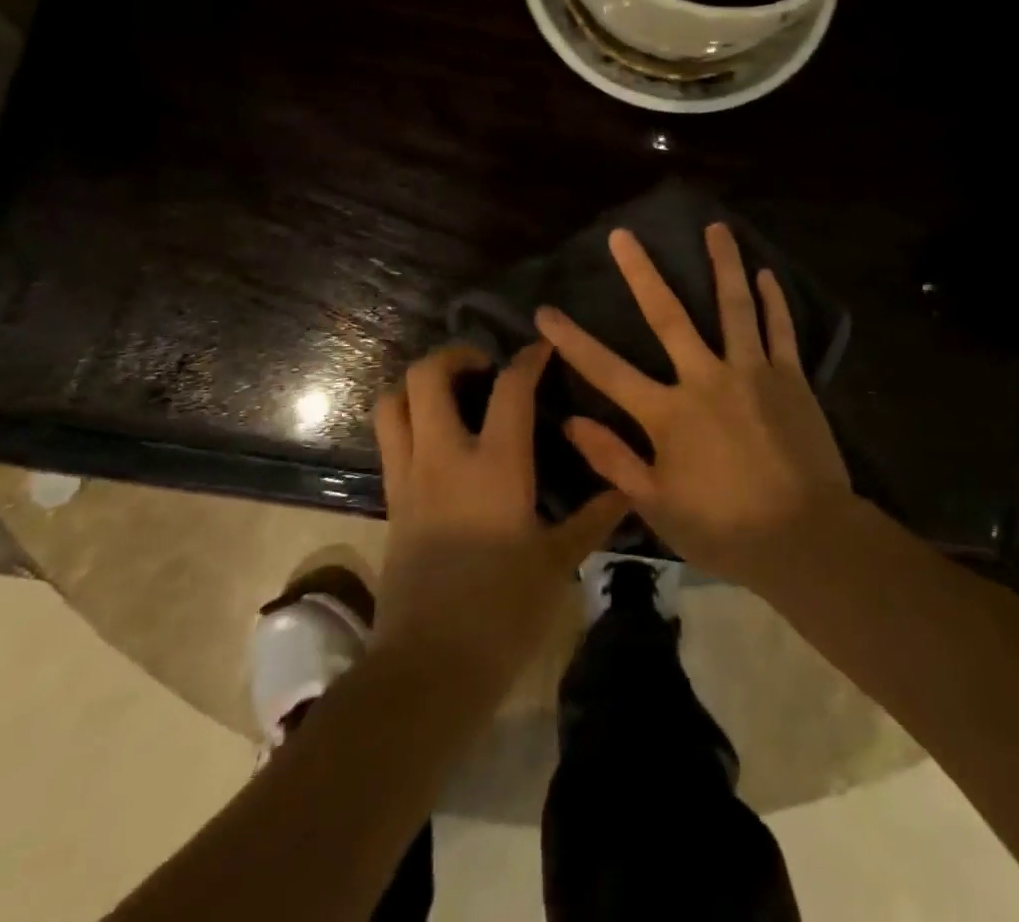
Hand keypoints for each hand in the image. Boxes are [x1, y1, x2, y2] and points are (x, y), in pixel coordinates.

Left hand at [372, 343, 628, 690]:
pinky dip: (408, 423)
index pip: (510, 388)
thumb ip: (593, 518)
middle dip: (453, 355)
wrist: (428, 669)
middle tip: (483, 366)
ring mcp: (409, 479)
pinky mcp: (391, 504)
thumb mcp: (558, 562)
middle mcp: (444, 458)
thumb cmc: (503, 611)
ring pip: (392, 404)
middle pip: (426, 377)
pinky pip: (390, 443)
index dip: (528, 358)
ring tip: (451, 394)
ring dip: (418, 385)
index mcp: (495, 465)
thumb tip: (628, 490)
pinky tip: (439, 442)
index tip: (541, 349)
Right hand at [535, 223, 853, 588]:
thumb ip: (614, 460)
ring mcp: (752, 372)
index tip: (545, 311)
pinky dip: (774, 301)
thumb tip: (571, 420)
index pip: (607, 370)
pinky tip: (766, 274)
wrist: (805, 537)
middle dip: (641, 273)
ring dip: (724, 264)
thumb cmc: (725, 528)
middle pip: (669, 316)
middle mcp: (706, 378)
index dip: (572, 340)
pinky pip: (780, 331)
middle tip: (623, 235)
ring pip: (734, 306)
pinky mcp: (790, 378)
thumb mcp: (658, 505)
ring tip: (716, 227)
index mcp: (668, 413)